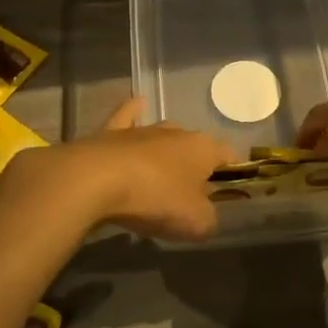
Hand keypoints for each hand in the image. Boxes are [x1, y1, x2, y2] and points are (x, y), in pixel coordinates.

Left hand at [32, 98, 233, 242]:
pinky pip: (128, 117)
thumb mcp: (195, 222)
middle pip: (195, 147)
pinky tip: (137, 104)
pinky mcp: (112, 132)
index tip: (227, 194)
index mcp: (203, 148)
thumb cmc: (155, 199)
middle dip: (195, 167)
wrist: (96, 180)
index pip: (229, 155)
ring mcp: (144, 129)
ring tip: (162, 175)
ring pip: (164, 135)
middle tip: (187, 197)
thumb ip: (209, 219)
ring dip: (166, 151)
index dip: (232, 174)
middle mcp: (177, 132)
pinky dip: (133, 112)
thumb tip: (206, 215)